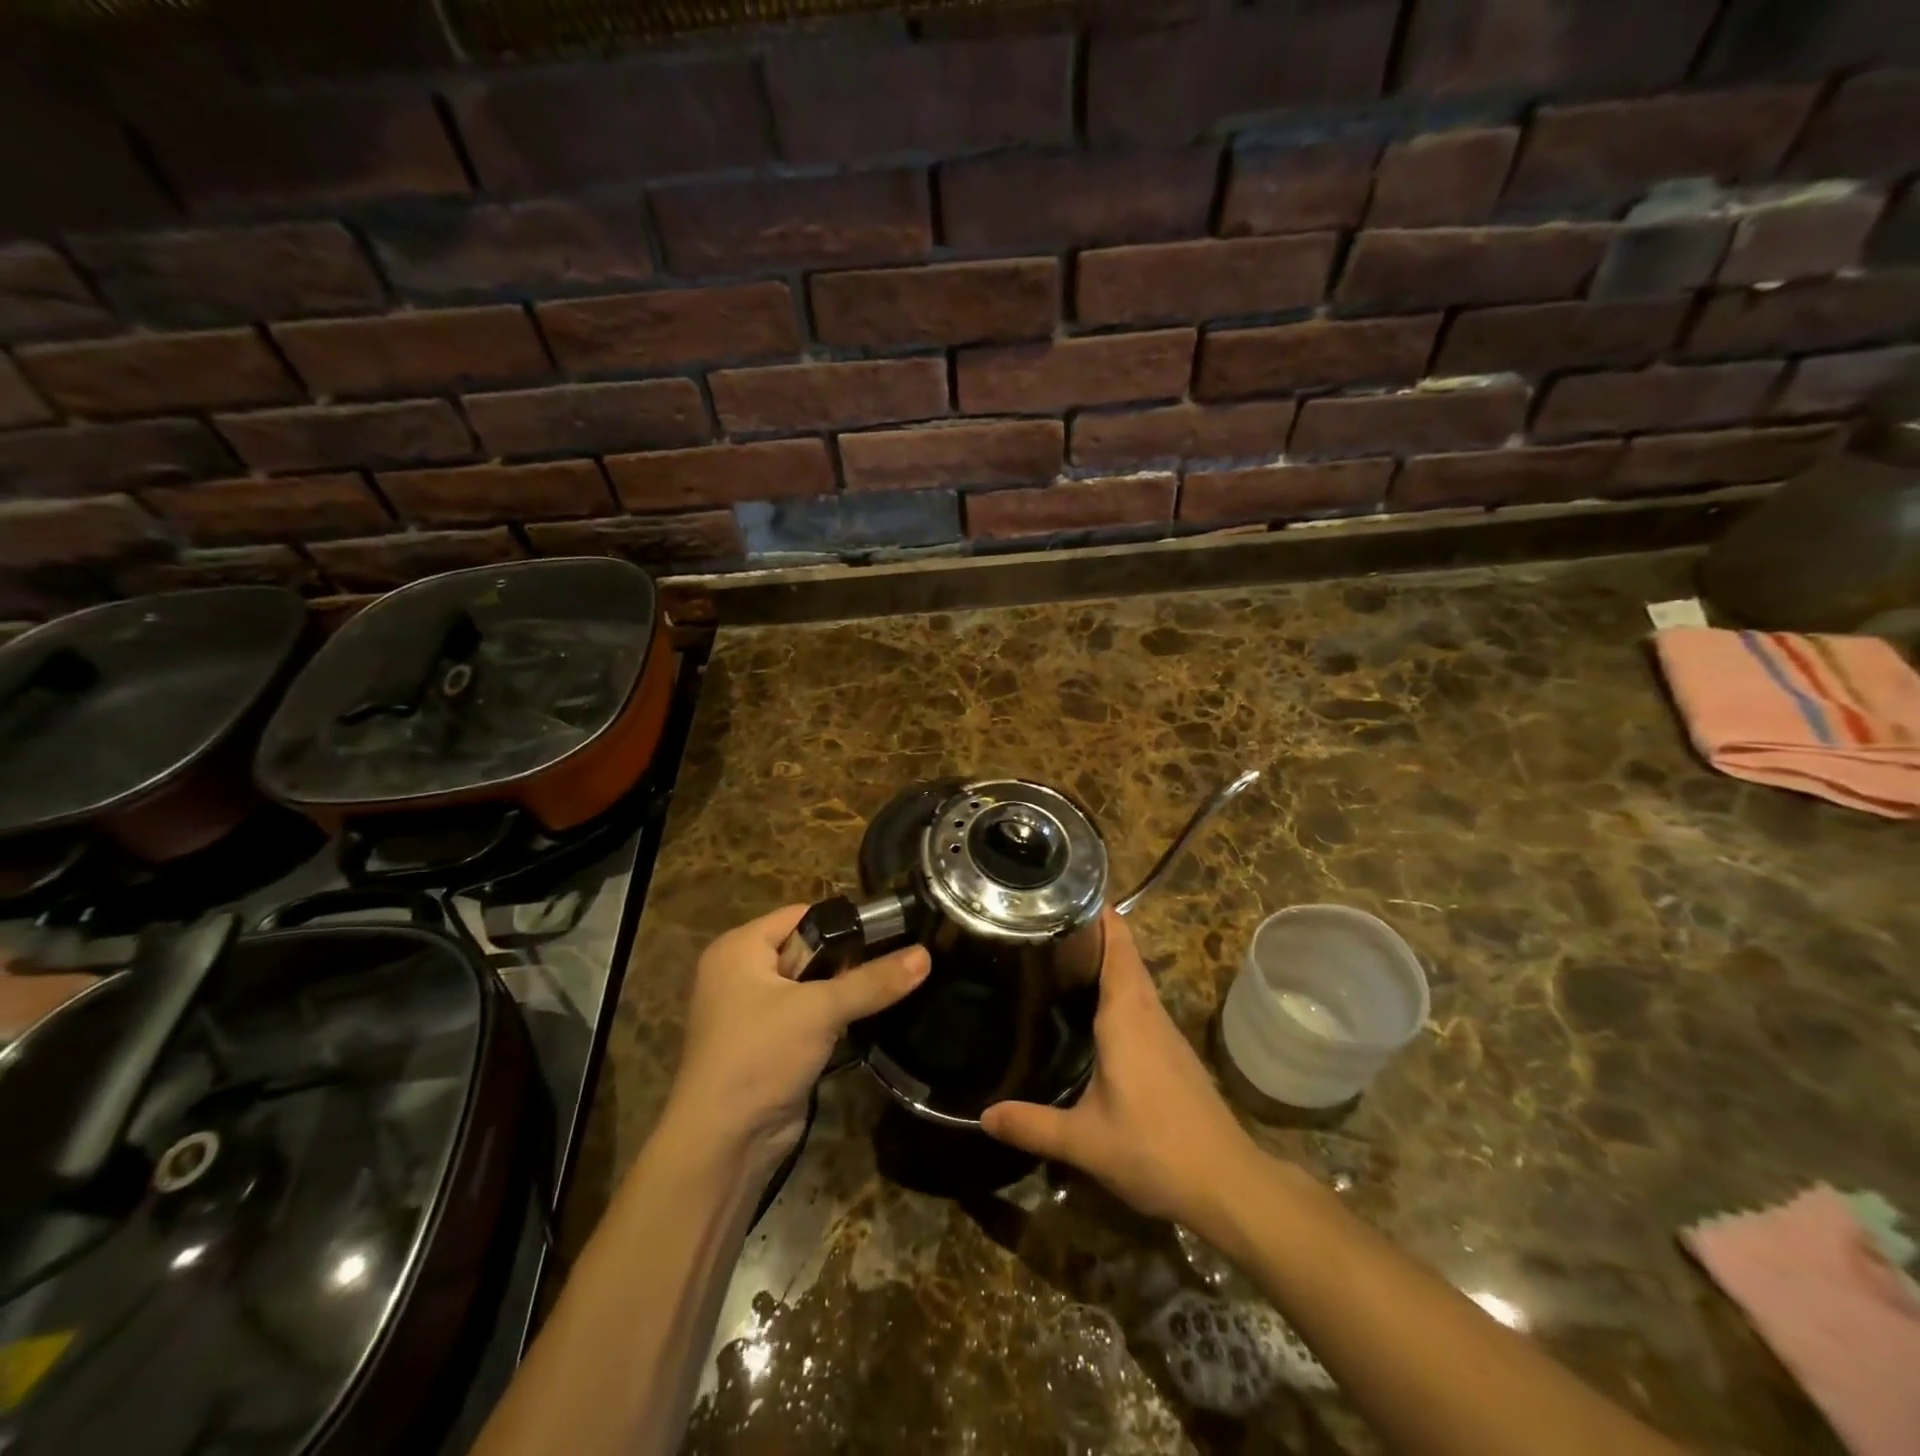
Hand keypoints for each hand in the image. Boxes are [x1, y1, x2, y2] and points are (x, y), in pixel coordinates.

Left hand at [666, 904, 928, 1167]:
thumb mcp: (819, 1010)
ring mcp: (754, 1012)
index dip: (843, 922)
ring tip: (891, 990)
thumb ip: (872, 981)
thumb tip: (925, 955)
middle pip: (808, 949)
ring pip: (811, 987)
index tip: (891, 932)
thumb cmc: (760, 1056)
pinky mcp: (769, 1045)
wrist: (723, 1145)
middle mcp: (741, 973)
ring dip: (844, 992)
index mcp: (739, 949)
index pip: (800, 915)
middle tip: (895, 965)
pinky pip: (809, 1017)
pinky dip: (834, 1019)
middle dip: (848, 960)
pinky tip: (869, 1021)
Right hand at [981, 908, 1255, 1226]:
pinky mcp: (1172, 1051)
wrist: (1227, 1183)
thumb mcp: (1084, 1140)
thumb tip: (982, 1116)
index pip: (1117, 943)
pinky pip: (1140, 1002)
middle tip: (1043, 923)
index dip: (1096, 913)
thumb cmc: (1155, 1148)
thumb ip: (1031, 1125)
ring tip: (1058, 956)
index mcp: (1126, 1013)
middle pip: (1124, 954)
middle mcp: (1148, 1011)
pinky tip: (1091, 1009)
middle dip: (1091, 932)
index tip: (1062, 893)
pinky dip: (1116, 988)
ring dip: (1105, 960)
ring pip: (1133, 978)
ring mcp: (1165, 1031)